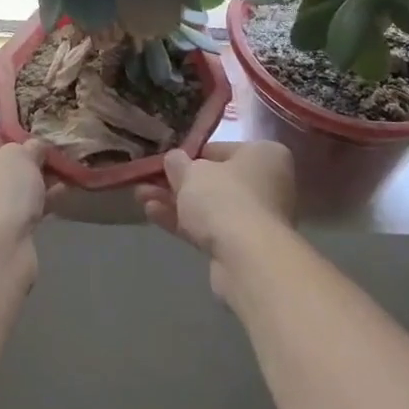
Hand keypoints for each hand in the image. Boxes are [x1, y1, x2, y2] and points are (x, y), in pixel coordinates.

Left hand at [0, 128, 58, 243]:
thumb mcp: (19, 156)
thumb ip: (29, 147)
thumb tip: (36, 147)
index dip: (4, 137)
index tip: (30, 141)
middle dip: (17, 166)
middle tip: (46, 162)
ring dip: (24, 188)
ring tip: (59, 181)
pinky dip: (22, 210)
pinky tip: (55, 203)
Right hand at [134, 141, 296, 274]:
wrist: (247, 260)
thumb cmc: (225, 198)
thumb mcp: (192, 172)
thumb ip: (179, 163)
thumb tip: (174, 159)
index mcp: (264, 155)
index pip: (220, 149)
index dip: (189, 155)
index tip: (166, 161)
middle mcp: (268, 183)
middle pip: (214, 180)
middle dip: (177, 182)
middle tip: (147, 180)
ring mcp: (256, 218)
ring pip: (209, 206)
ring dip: (175, 202)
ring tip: (140, 196)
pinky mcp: (243, 247)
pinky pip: (209, 228)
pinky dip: (183, 221)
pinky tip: (152, 214)